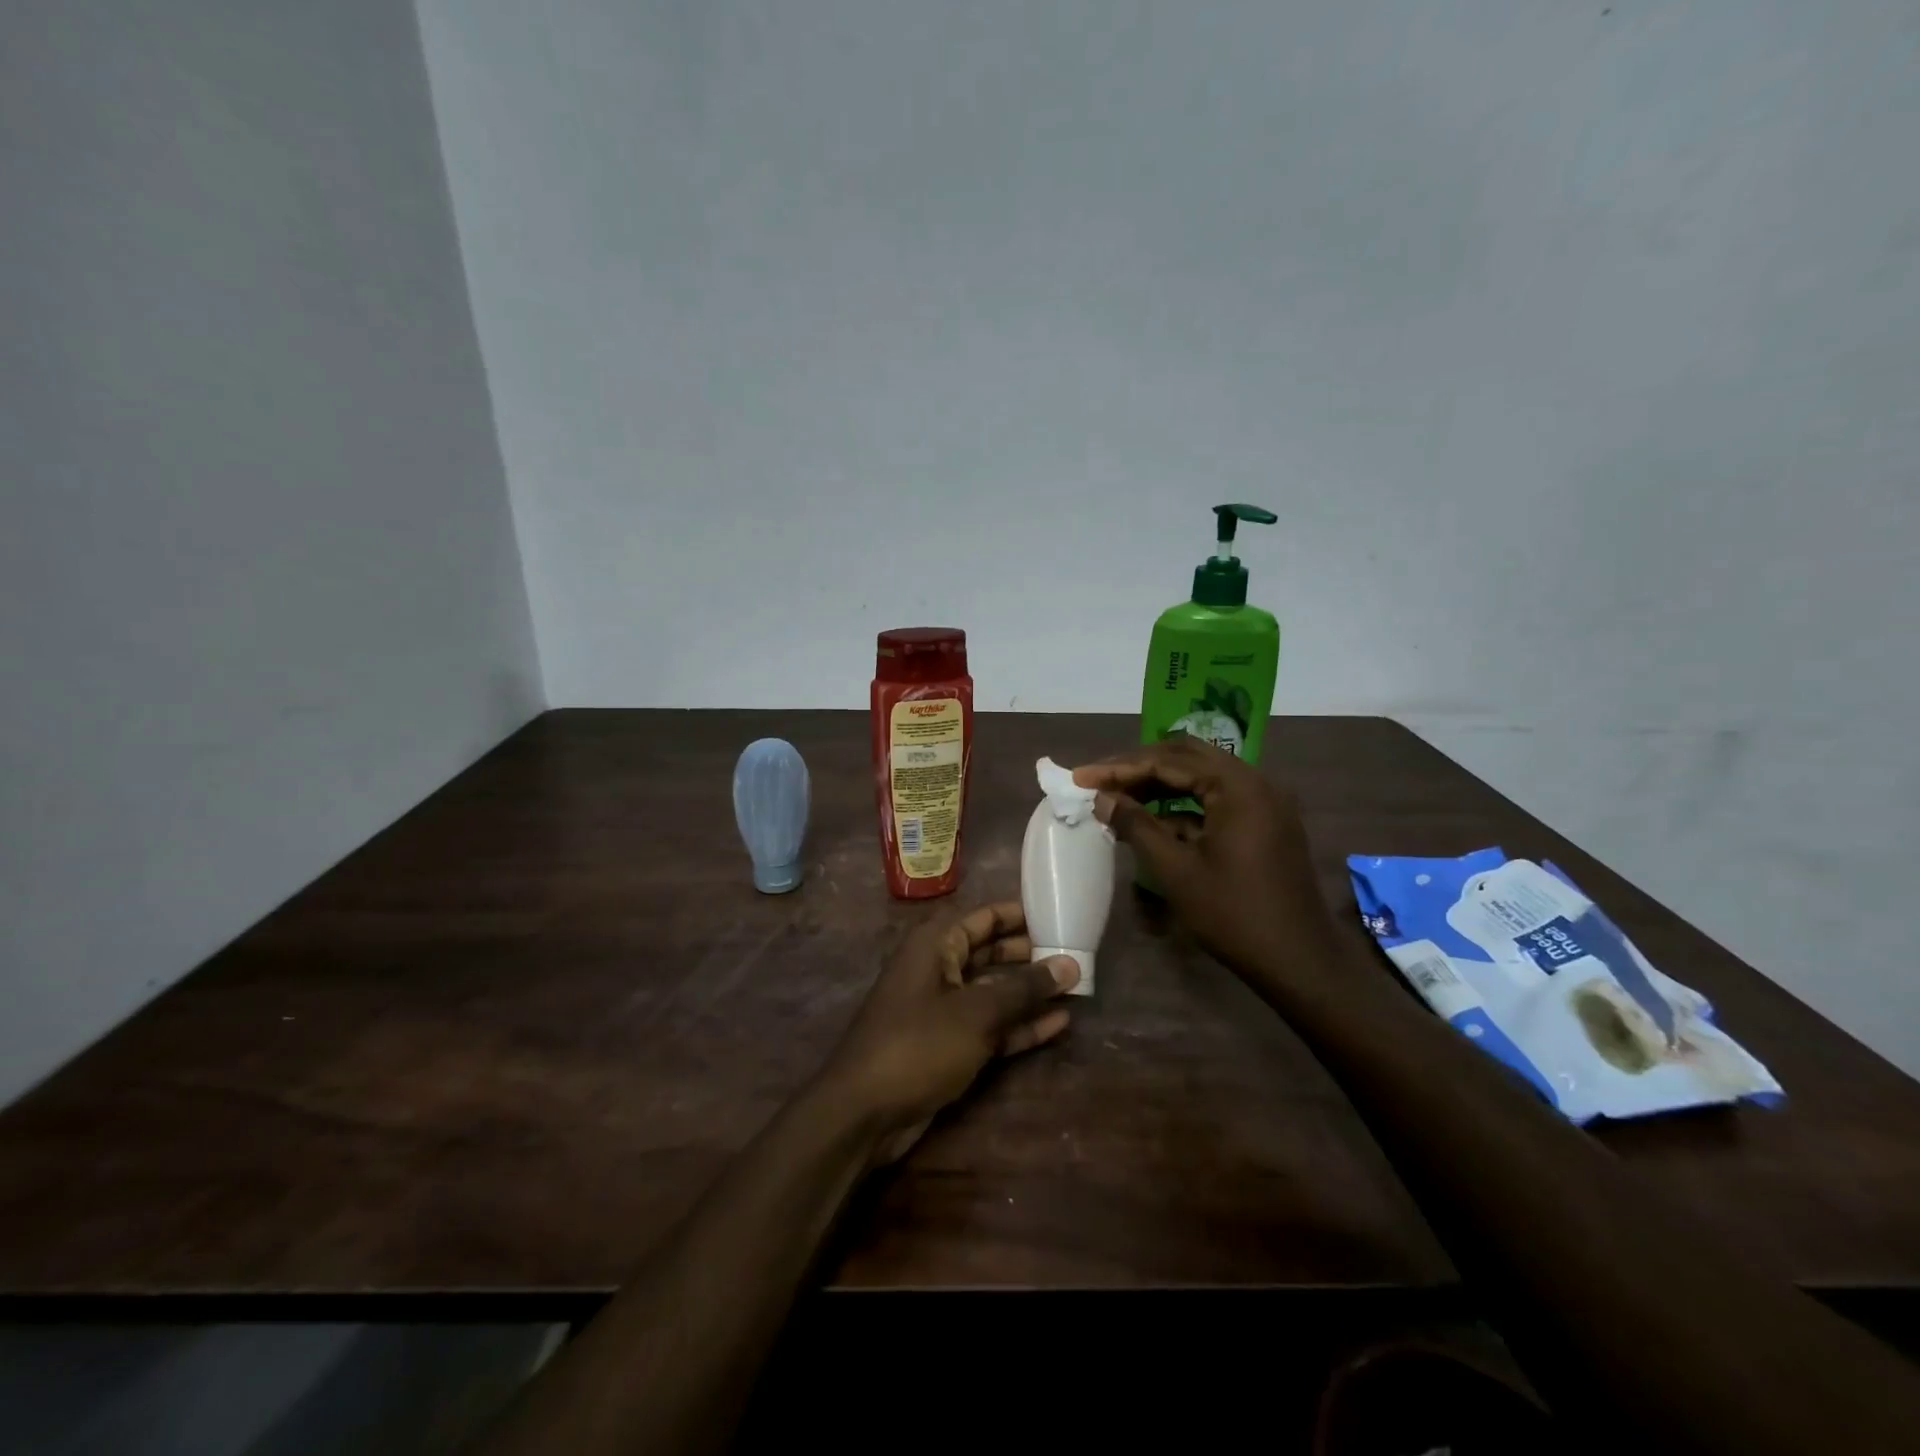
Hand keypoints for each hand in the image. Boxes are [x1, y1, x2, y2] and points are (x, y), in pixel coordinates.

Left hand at [817, 902, 1078, 1162]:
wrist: (865, 1111)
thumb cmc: (918, 1043)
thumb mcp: (976, 1012)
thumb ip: (1024, 988)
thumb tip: (1070, 964)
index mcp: (936, 944)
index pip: (985, 918)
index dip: (1022, 916)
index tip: (1061, 914)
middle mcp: (939, 968)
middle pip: (992, 953)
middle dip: (1031, 956)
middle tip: (1078, 955)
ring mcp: (943, 1009)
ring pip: (994, 992)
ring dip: (1030, 993)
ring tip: (1077, 989)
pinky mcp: (949, 1045)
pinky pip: (990, 1026)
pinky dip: (1020, 1026)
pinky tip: (1059, 1025)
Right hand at [1072, 737, 1338, 979]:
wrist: (1299, 961)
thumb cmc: (1233, 914)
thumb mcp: (1176, 870)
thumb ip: (1136, 826)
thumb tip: (1102, 799)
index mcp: (1237, 786)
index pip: (1168, 761)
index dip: (1120, 768)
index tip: (1082, 778)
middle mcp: (1255, 782)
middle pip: (1187, 758)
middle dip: (1140, 767)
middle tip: (1100, 781)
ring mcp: (1264, 802)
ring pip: (1202, 777)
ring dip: (1160, 784)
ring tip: (1119, 798)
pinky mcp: (1265, 822)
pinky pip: (1217, 799)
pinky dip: (1183, 805)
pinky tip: (1153, 821)